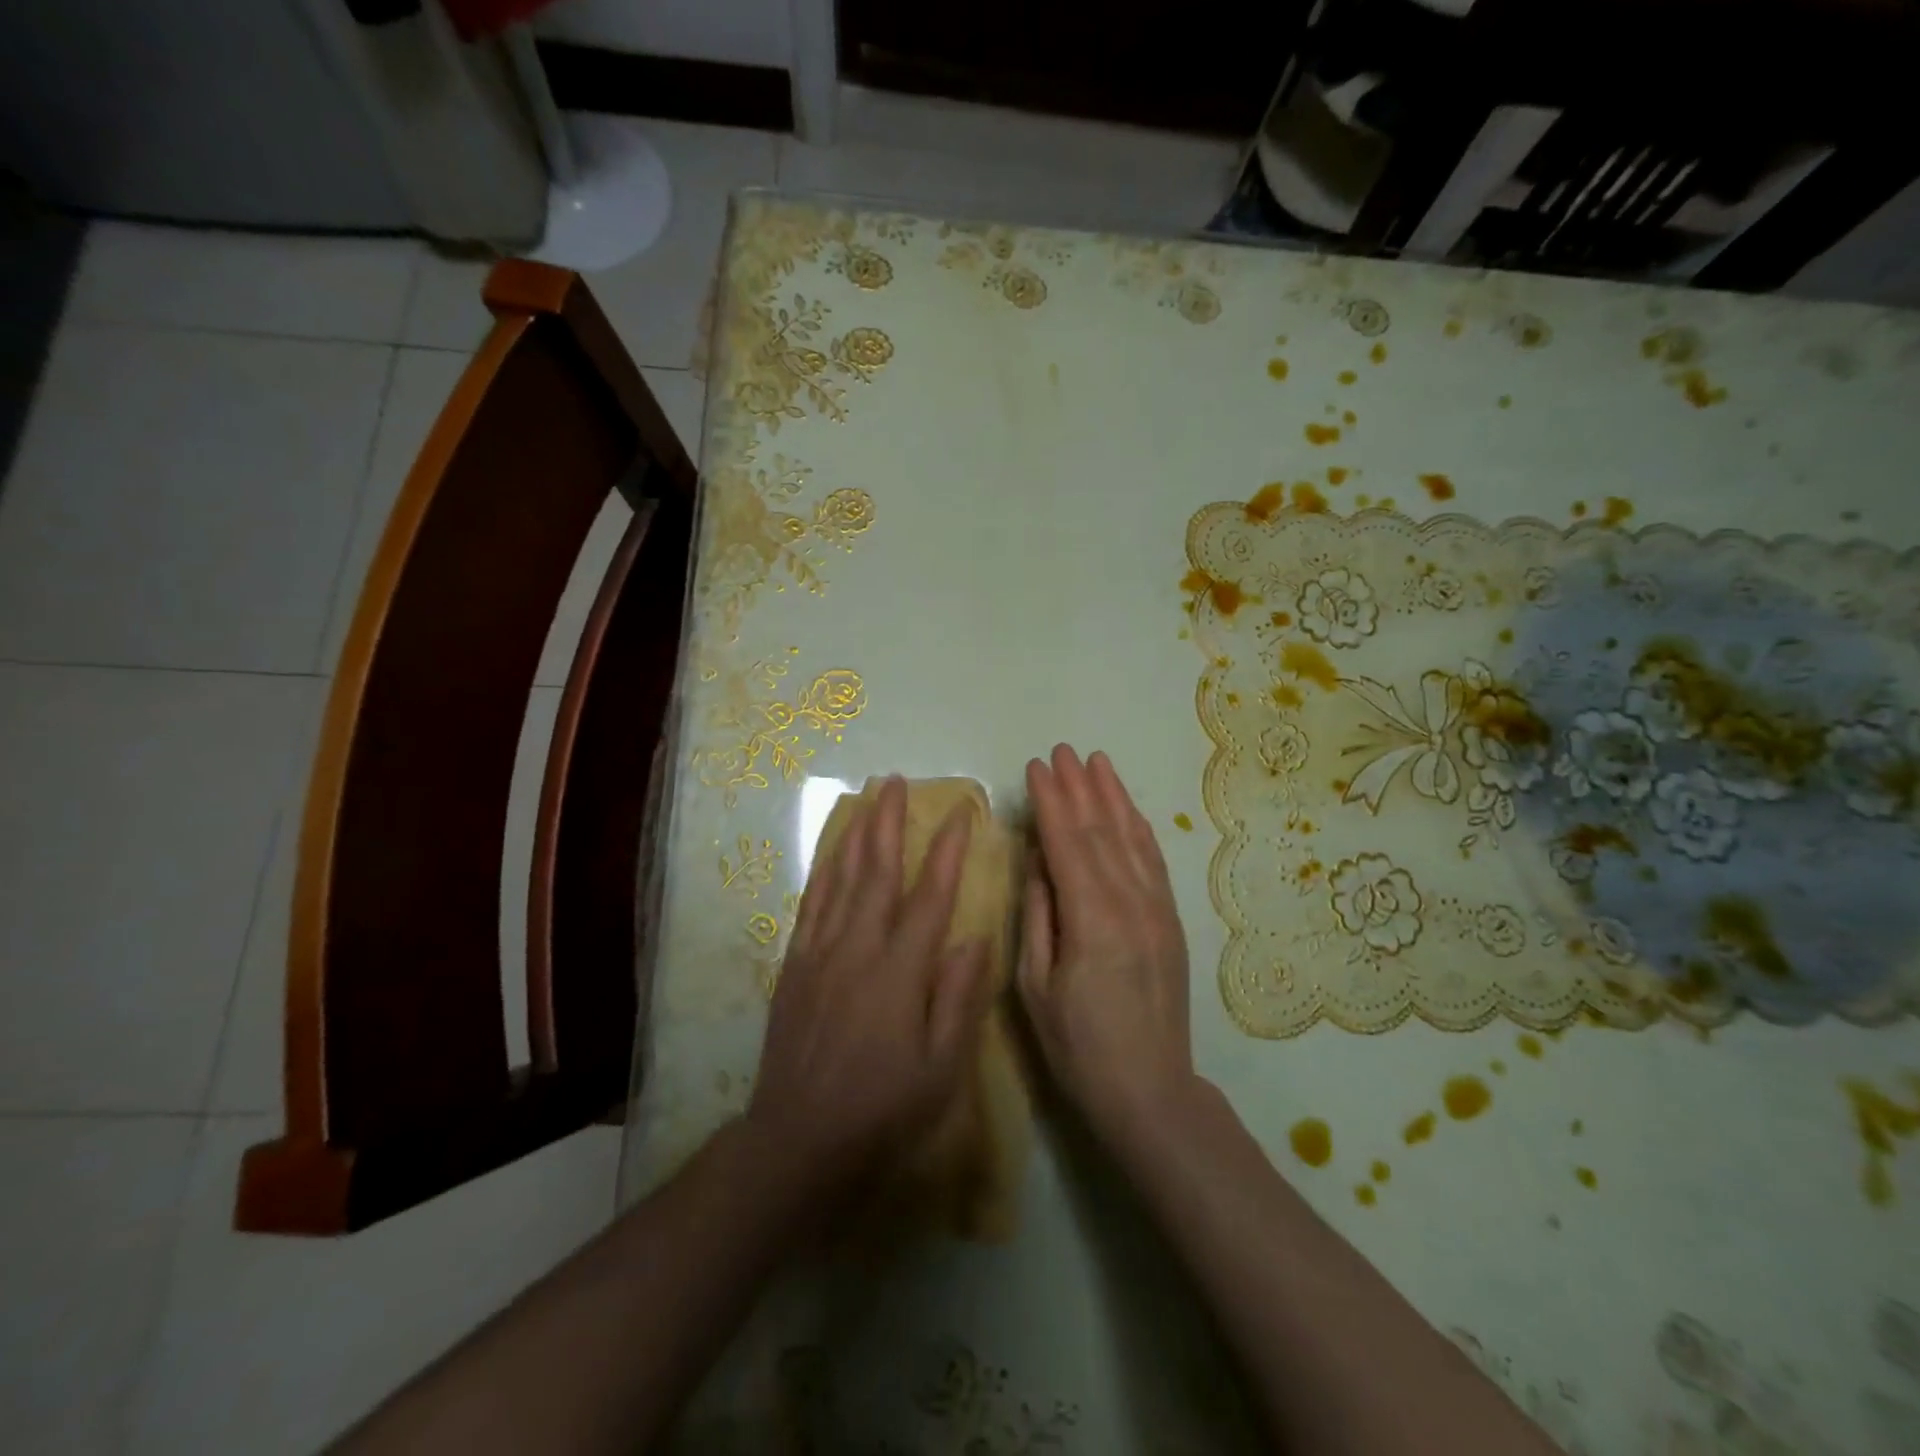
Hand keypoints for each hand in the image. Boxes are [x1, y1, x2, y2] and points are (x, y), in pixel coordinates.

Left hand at [747, 776, 994, 1193]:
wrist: (799, 1138)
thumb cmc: (882, 1107)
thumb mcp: (940, 1068)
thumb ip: (959, 999)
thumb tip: (974, 937)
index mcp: (900, 971)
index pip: (930, 895)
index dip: (947, 850)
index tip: (960, 811)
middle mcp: (858, 948)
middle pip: (878, 871)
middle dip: (890, 822)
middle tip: (897, 781)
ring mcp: (821, 952)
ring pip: (841, 878)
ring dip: (856, 833)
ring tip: (866, 798)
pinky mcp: (795, 964)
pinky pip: (811, 903)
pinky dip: (823, 868)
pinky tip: (831, 849)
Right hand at [1020, 745, 1196, 1149]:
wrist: (1149, 1089)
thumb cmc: (1078, 1045)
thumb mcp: (1036, 985)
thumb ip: (1039, 914)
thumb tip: (1039, 860)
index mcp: (1091, 919)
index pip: (1066, 843)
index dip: (1050, 801)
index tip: (1037, 767)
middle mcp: (1130, 902)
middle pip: (1100, 831)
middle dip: (1079, 787)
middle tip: (1061, 750)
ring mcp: (1157, 909)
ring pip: (1131, 838)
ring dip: (1112, 796)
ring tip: (1096, 761)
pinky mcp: (1170, 919)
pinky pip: (1154, 861)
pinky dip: (1138, 827)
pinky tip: (1127, 808)